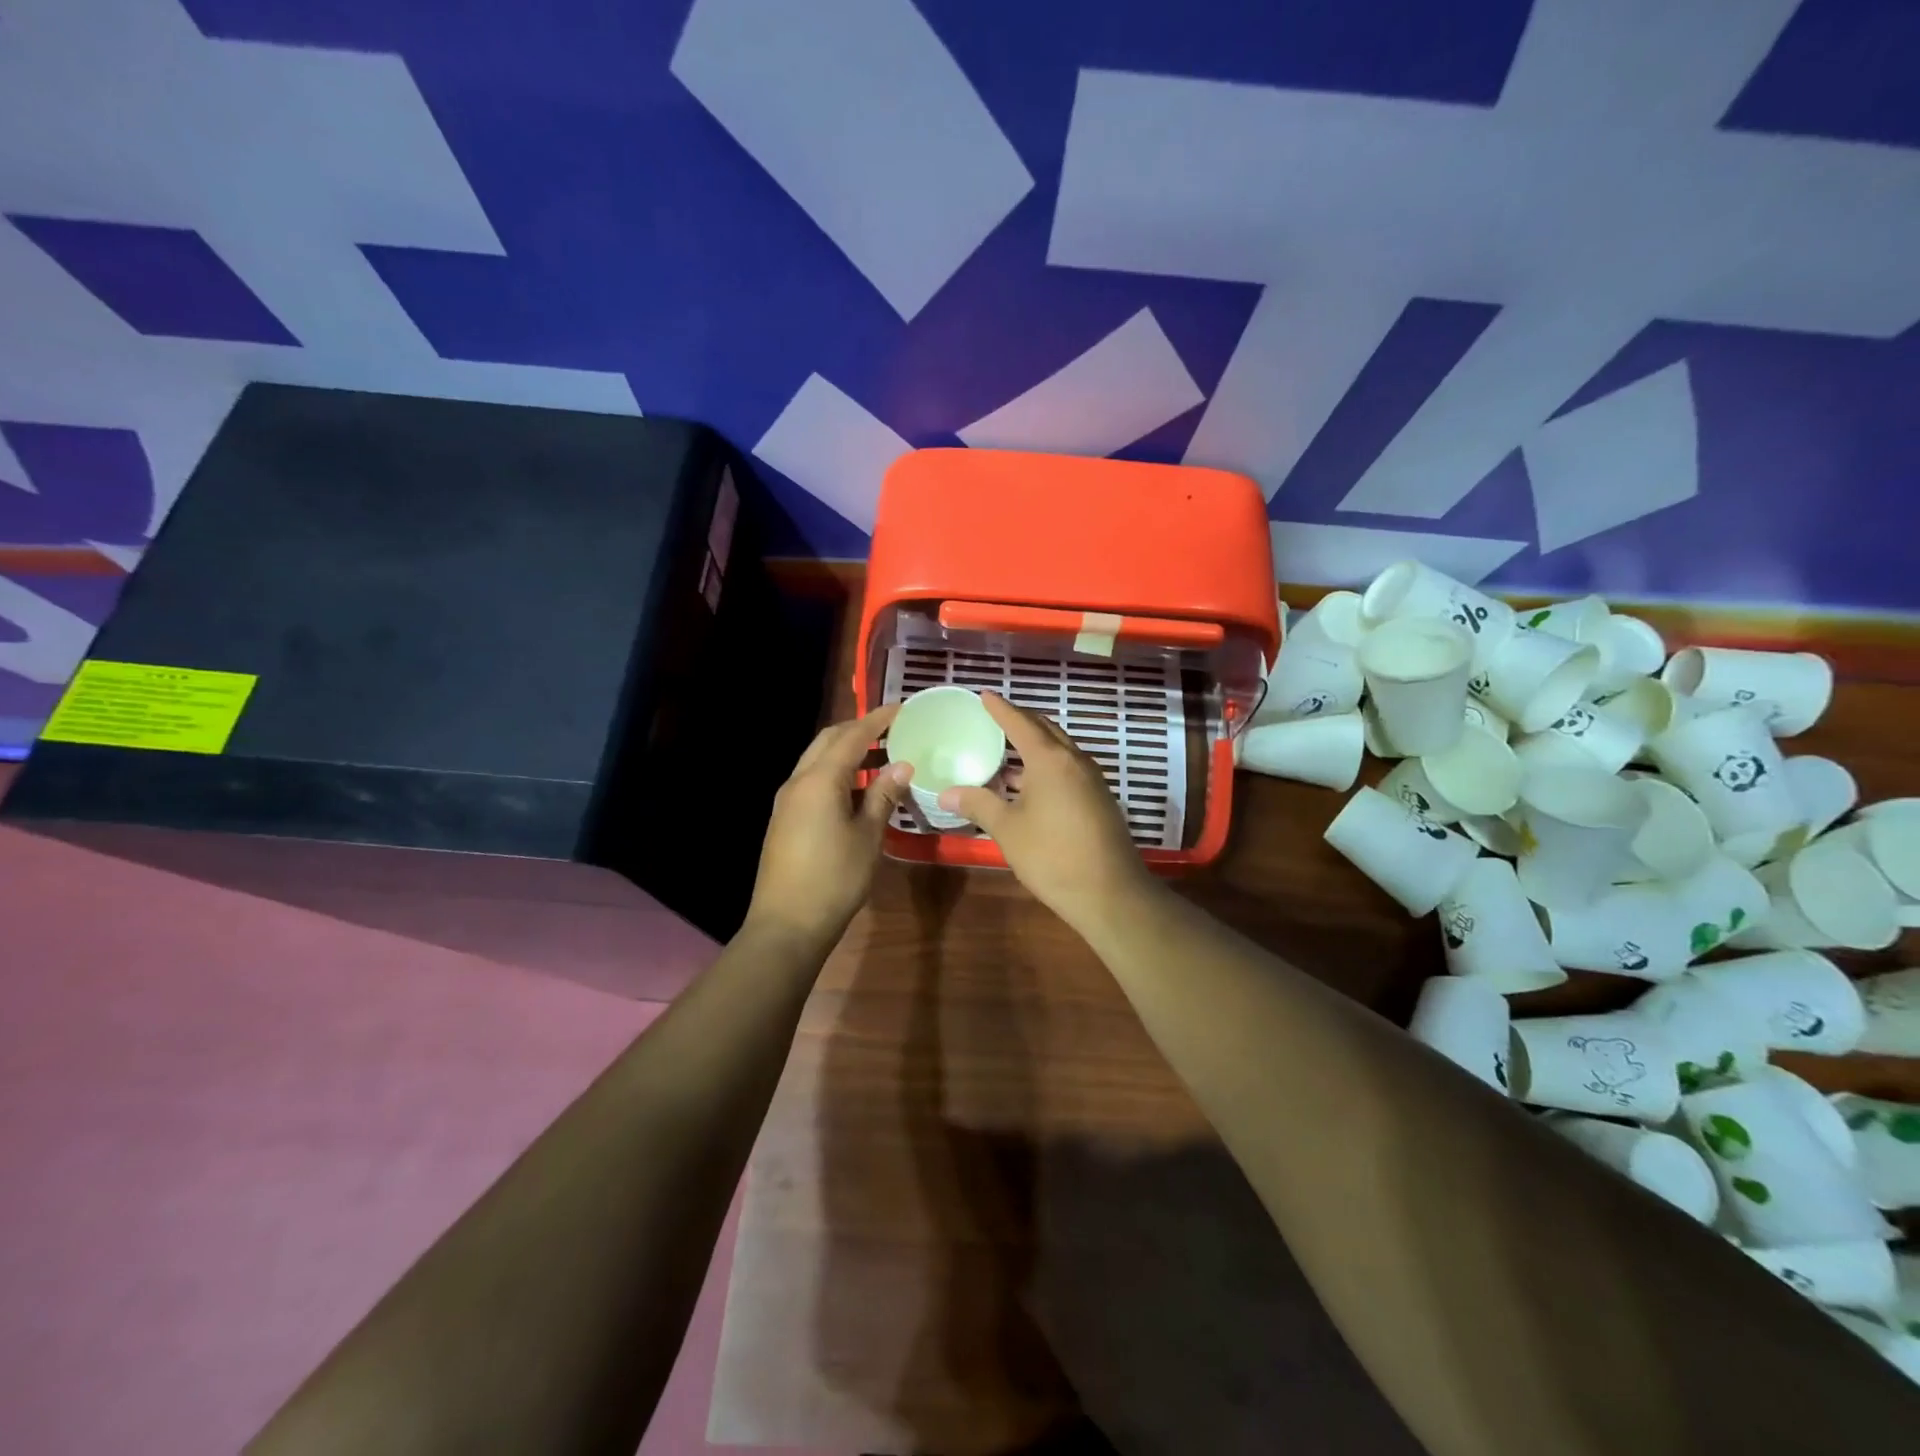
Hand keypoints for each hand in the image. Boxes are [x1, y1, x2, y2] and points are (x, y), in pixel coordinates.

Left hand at [743, 705, 910, 952]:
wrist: (786, 925)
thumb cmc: (834, 879)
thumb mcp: (868, 836)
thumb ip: (883, 796)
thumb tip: (901, 765)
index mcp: (819, 780)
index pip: (852, 736)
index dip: (878, 720)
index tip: (903, 708)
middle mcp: (798, 781)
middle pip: (828, 740)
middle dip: (859, 730)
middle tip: (892, 731)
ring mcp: (786, 801)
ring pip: (818, 760)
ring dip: (847, 753)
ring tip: (882, 759)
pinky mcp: (784, 819)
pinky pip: (812, 781)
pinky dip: (836, 774)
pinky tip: (858, 791)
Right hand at [940, 692, 1153, 932]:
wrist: (1109, 893)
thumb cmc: (1052, 855)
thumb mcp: (1008, 830)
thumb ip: (978, 804)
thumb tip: (947, 793)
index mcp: (1050, 760)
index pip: (1021, 722)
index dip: (1000, 708)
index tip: (984, 695)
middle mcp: (1075, 761)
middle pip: (1045, 730)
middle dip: (1020, 721)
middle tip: (994, 718)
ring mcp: (1091, 780)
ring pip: (1059, 751)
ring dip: (1034, 747)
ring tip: (1005, 753)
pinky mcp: (1099, 799)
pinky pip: (1068, 769)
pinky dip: (1046, 767)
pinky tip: (1028, 786)